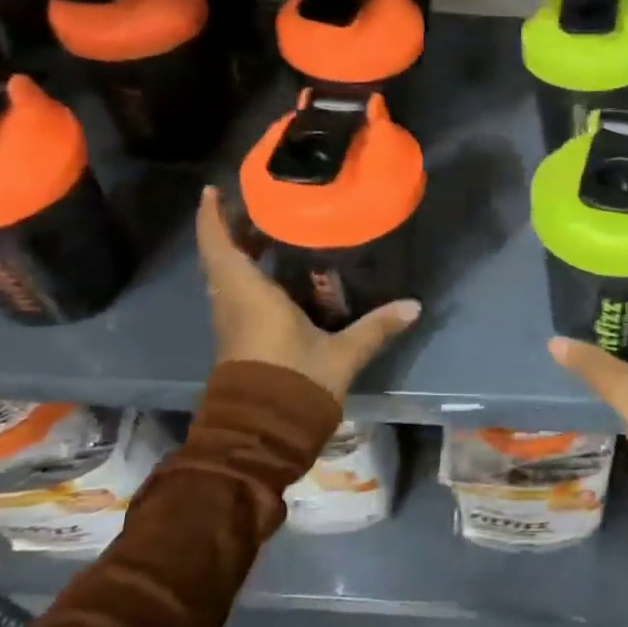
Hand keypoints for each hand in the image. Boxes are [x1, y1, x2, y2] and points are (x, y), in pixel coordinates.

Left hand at [196, 186, 420, 400]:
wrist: (260, 438)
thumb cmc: (294, 384)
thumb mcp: (341, 354)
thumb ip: (376, 327)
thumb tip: (414, 306)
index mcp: (248, 295)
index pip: (219, 246)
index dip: (213, 216)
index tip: (214, 188)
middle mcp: (232, 303)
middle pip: (222, 256)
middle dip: (235, 228)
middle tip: (261, 205)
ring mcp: (232, 323)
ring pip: (228, 276)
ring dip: (241, 252)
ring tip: (272, 231)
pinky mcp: (238, 340)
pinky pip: (237, 294)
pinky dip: (249, 274)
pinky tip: (278, 274)